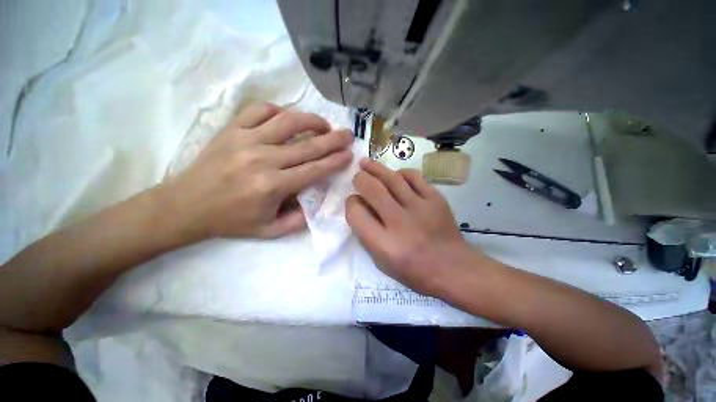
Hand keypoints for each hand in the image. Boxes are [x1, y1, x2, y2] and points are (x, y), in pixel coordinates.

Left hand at [163, 103, 352, 239]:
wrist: (186, 205)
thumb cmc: (232, 220)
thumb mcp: (270, 231)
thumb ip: (299, 220)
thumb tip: (317, 201)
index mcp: (273, 186)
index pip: (314, 169)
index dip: (335, 161)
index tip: (349, 155)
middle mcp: (263, 160)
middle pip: (308, 145)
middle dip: (333, 139)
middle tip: (347, 135)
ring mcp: (246, 140)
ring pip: (288, 121)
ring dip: (311, 120)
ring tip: (324, 124)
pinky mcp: (232, 129)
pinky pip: (261, 110)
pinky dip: (279, 111)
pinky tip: (288, 119)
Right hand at [346, 158, 478, 295]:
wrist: (454, 268)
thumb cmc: (414, 271)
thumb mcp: (382, 262)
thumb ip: (368, 235)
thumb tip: (361, 207)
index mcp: (384, 244)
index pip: (356, 214)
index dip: (351, 204)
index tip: (353, 202)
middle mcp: (400, 223)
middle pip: (373, 190)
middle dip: (360, 179)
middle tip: (357, 177)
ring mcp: (420, 208)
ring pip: (392, 179)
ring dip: (375, 168)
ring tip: (366, 163)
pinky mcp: (436, 199)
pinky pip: (414, 177)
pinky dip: (401, 173)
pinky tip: (395, 175)